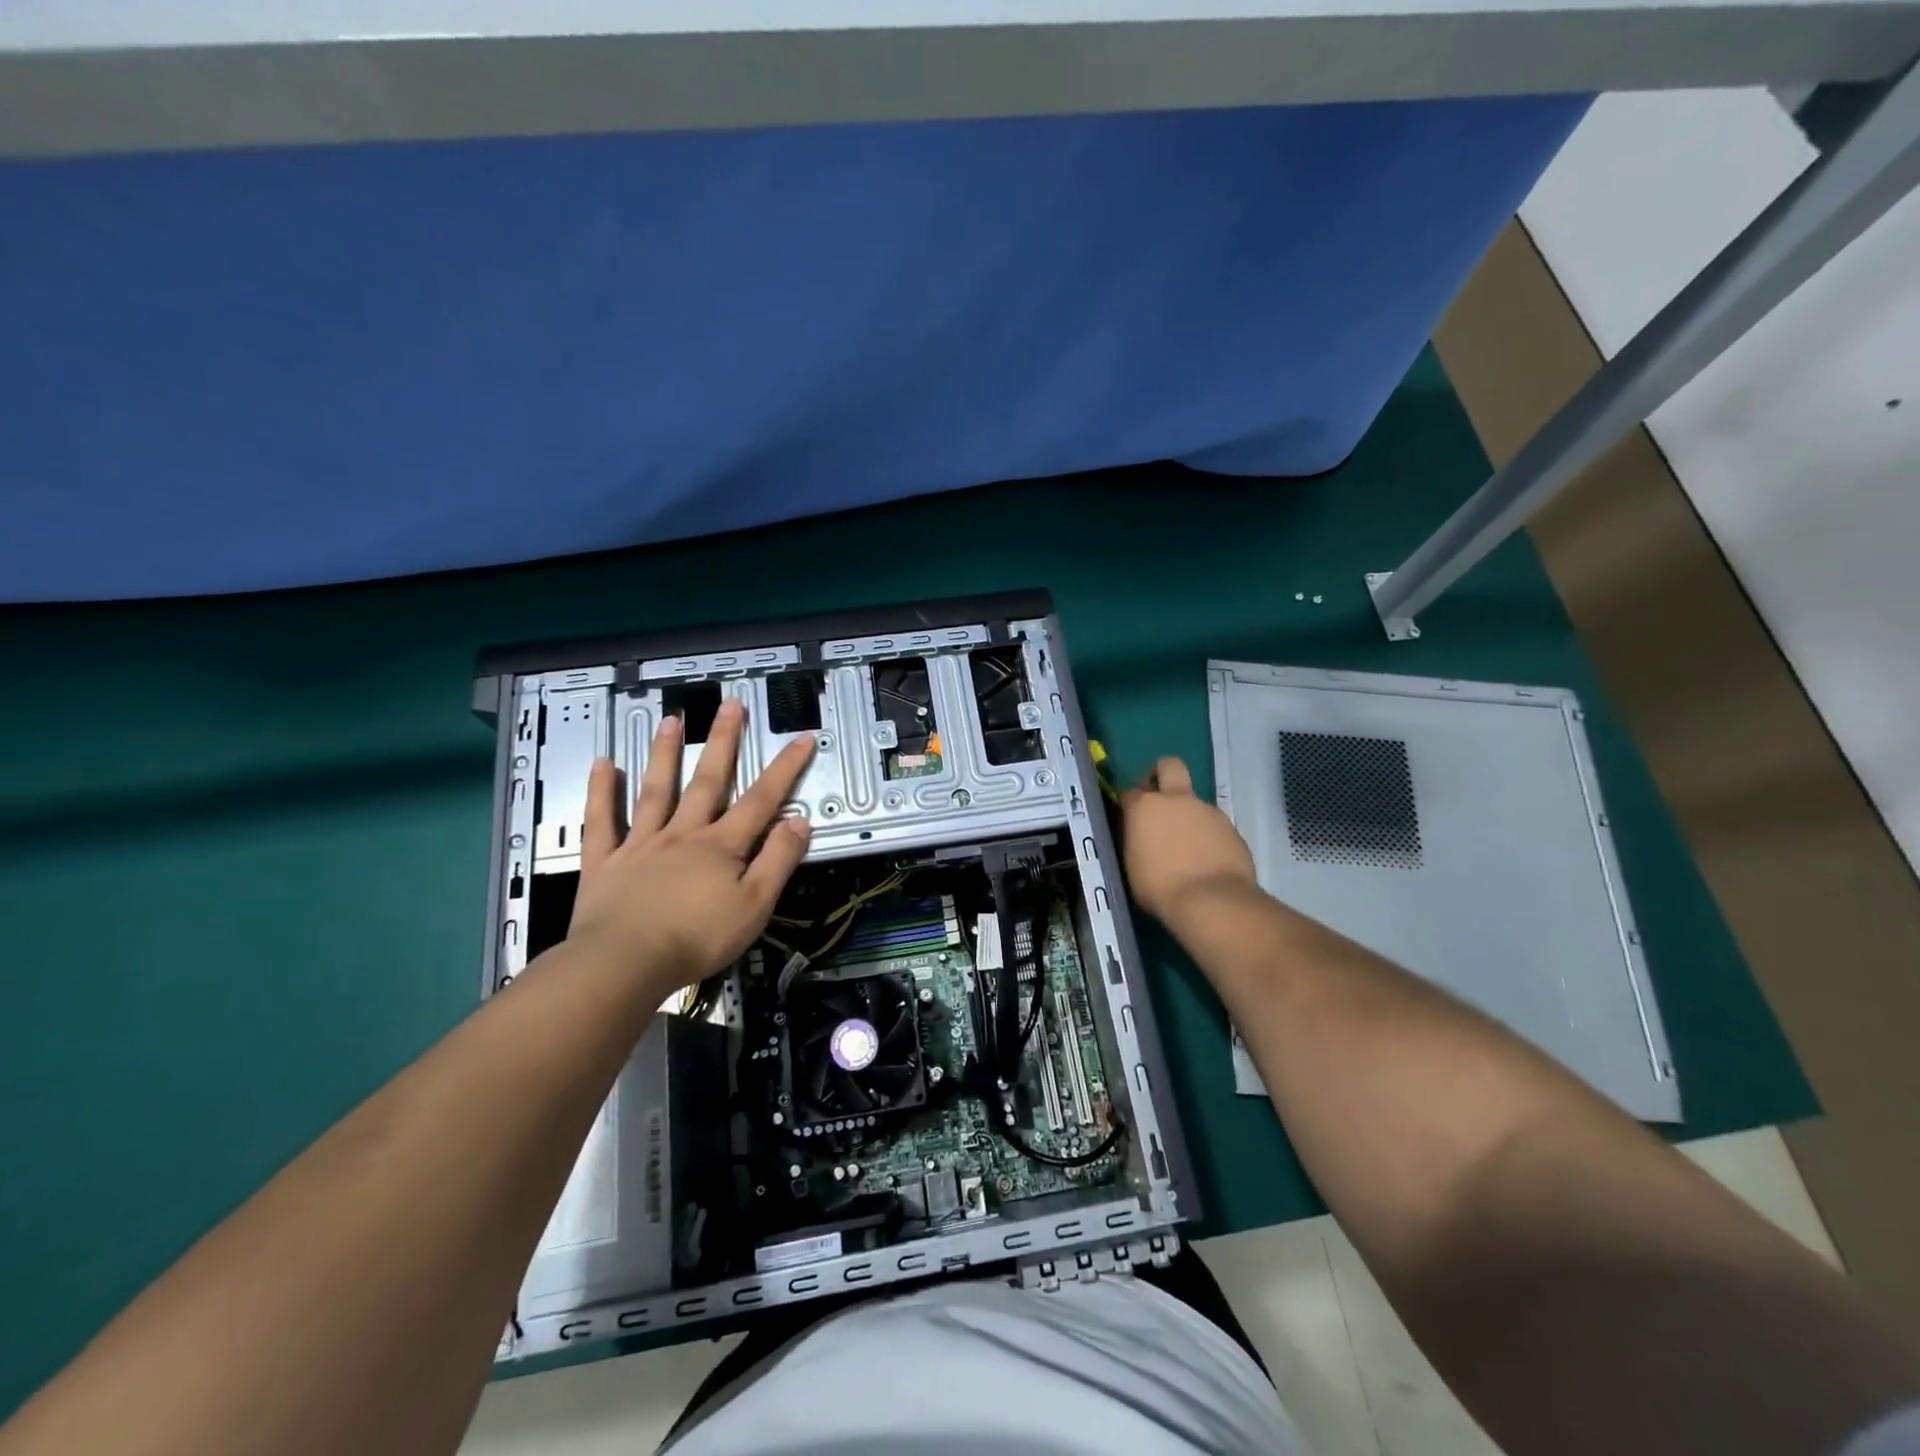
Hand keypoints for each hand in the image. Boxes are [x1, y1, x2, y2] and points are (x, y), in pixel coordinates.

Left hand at [568, 699, 815, 994]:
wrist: (624, 963)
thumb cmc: (697, 938)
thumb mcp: (755, 905)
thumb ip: (778, 860)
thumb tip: (799, 821)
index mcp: (722, 846)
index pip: (762, 799)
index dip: (785, 768)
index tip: (803, 737)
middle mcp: (683, 834)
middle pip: (707, 781)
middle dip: (723, 742)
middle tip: (730, 705)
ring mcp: (641, 844)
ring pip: (655, 791)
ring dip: (665, 754)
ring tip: (672, 720)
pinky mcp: (605, 862)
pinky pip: (603, 822)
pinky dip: (602, 792)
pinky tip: (603, 765)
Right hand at [1120, 756, 1260, 929]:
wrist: (1212, 900)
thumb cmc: (1160, 887)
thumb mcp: (1133, 865)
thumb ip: (1137, 841)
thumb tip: (1142, 836)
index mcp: (1145, 807)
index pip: (1130, 793)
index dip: (1130, 805)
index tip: (1131, 821)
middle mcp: (1177, 800)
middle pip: (1169, 766)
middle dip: (1162, 774)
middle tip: (1160, 800)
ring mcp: (1208, 811)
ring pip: (1195, 802)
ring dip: (1189, 816)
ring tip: (1188, 848)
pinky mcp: (1232, 827)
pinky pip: (1214, 826)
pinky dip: (1209, 837)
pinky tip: (1207, 860)